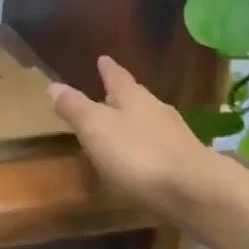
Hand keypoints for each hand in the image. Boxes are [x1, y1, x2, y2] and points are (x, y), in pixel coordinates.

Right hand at [48, 56, 216, 227]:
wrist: (194, 190)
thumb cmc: (138, 153)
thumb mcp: (96, 128)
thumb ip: (76, 108)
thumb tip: (54, 85)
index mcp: (133, 97)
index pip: (117, 76)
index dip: (108, 68)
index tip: (103, 58)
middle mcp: (156, 109)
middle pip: (136, 97)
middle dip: (121, 96)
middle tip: (108, 95)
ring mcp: (175, 136)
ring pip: (150, 121)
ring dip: (135, 122)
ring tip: (122, 128)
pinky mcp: (186, 162)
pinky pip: (160, 146)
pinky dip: (147, 147)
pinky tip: (142, 159)